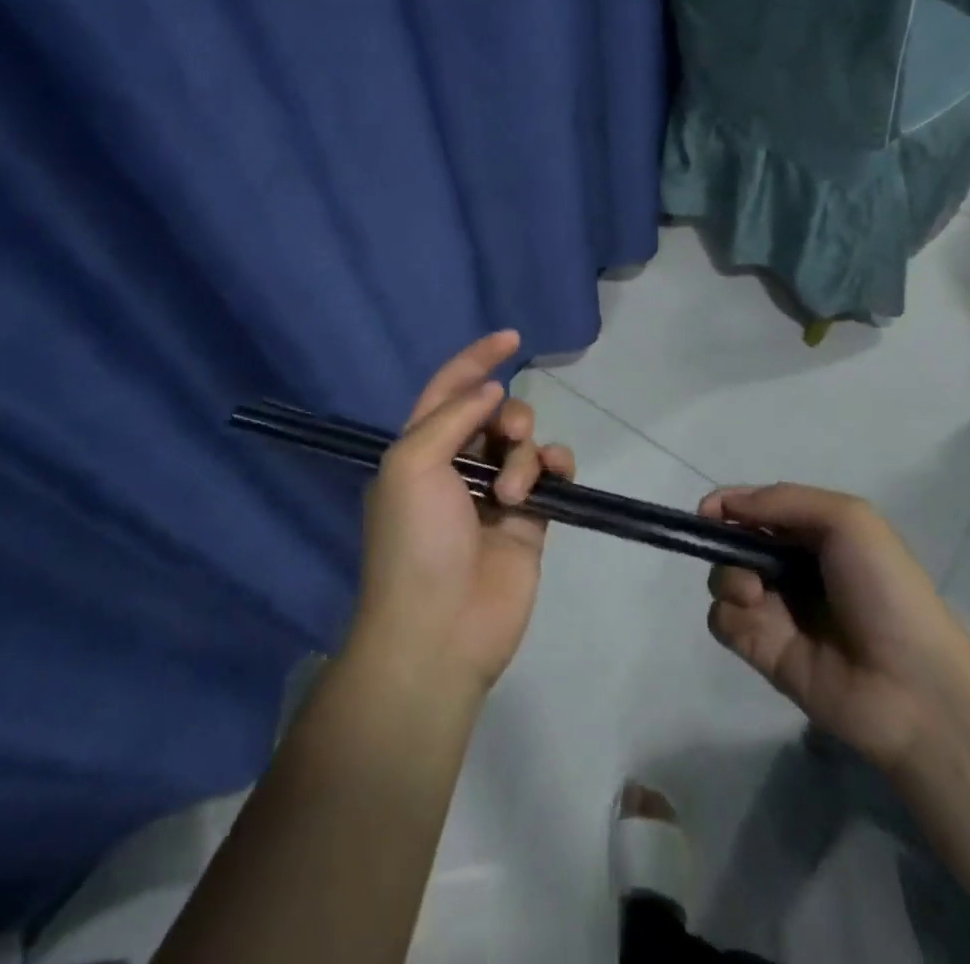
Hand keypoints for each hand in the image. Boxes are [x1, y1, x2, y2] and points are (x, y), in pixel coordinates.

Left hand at [350, 331, 575, 698]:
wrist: (440, 631)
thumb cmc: (415, 541)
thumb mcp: (413, 465)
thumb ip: (452, 416)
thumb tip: (491, 390)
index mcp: (421, 449)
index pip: (450, 388)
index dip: (477, 359)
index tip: (511, 338)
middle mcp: (458, 465)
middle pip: (496, 413)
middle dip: (510, 415)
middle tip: (510, 435)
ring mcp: (496, 492)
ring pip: (526, 442)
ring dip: (527, 453)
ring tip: (515, 493)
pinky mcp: (530, 519)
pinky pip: (551, 474)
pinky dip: (556, 467)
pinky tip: (556, 478)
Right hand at [702, 484, 969, 770]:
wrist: (912, 686)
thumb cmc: (884, 590)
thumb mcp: (847, 520)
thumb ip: (782, 501)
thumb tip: (724, 505)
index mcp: (815, 535)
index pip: (758, 509)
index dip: (729, 505)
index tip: (708, 512)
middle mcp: (792, 569)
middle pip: (734, 543)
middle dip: (726, 543)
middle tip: (748, 561)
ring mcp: (776, 611)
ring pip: (723, 580)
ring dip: (729, 578)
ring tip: (756, 595)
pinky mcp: (763, 651)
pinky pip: (723, 621)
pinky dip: (730, 614)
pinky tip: (758, 622)